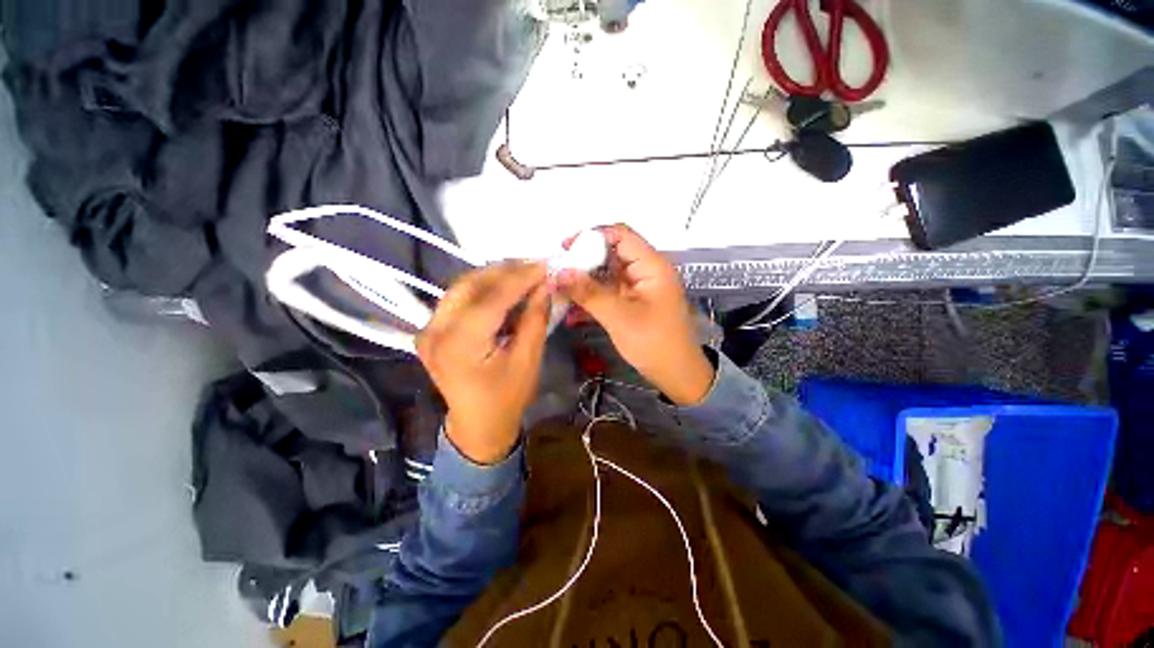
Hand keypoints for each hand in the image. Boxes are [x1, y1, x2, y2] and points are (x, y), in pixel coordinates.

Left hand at [417, 262, 549, 463]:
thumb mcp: (528, 360)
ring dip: (494, 276)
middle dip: (506, 271)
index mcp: (459, 345)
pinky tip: (505, 287)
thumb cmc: (507, 398)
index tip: (545, 264)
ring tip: (524, 273)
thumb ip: (535, 317)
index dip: (520, 278)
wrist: (478, 424)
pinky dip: (483, 288)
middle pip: (470, 285)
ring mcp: (428, 329)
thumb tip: (546, 284)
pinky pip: (459, 298)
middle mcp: (435, 331)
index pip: (492, 298)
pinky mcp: (432, 329)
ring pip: (462, 287)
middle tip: (535, 266)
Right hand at [556, 225, 713, 405]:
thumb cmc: (654, 343)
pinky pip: (609, 292)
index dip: (592, 235)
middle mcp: (646, 271)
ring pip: (607, 274)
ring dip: (585, 281)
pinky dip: (592, 297)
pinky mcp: (633, 303)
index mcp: (651, 266)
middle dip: (584, 261)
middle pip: (611, 253)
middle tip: (558, 272)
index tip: (566, 247)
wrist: (677, 374)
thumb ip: (589, 292)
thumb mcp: (619, 317)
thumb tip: (559, 273)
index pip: (621, 235)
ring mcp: (639, 287)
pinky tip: (572, 309)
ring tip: (559, 289)